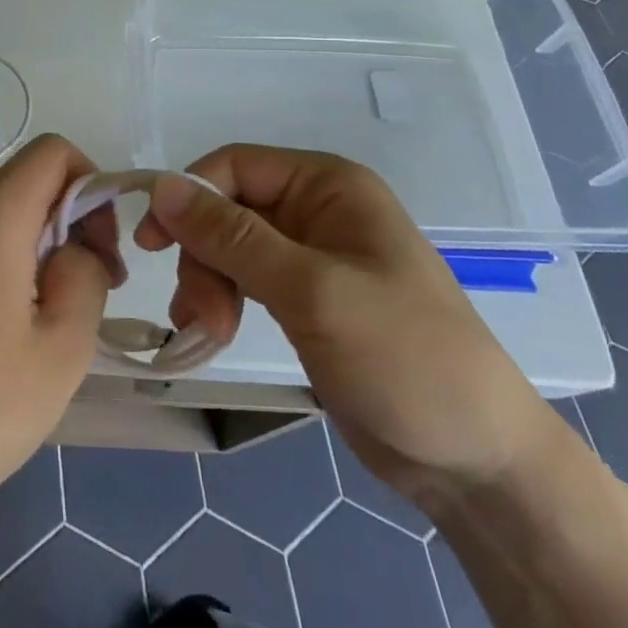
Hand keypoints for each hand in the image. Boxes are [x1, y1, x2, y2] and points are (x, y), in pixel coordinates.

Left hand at [0, 135, 113, 531]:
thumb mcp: (62, 349)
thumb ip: (87, 275)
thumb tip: (78, 246)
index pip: (54, 151)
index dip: (91, 185)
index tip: (101, 250)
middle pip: (31, 182)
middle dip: (72, 223)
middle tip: (91, 293)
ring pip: (7, 212)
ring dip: (42, 247)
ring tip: (50, 320)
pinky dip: (9, 260)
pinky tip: (9, 327)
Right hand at [138, 146, 559, 510]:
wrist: (475, 462)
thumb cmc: (403, 357)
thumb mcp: (311, 290)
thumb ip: (232, 237)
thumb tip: (161, 185)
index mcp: (328, 186)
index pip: (236, 165)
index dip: (188, 196)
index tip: (151, 244)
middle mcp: (316, 210)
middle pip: (227, 209)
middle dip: (203, 257)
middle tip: (197, 316)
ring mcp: (311, 257)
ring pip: (229, 248)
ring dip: (206, 285)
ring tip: (204, 335)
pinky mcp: (305, 300)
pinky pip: (245, 281)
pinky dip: (221, 303)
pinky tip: (210, 335)